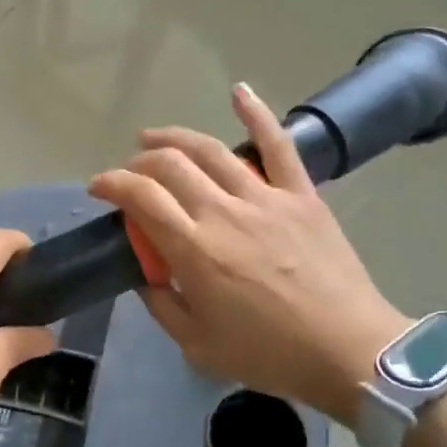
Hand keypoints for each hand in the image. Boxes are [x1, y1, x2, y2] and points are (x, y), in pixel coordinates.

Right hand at [88, 84, 408, 423]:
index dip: (111, 184)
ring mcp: (265, 197)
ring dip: (174, 137)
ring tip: (152, 137)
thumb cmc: (269, 355)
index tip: (97, 188)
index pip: (140, 197)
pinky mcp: (301, 195)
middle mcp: (224, 212)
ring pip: (210, 149)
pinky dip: (257, 113)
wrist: (349, 351)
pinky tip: (238, 92)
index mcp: (194, 249)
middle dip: (138, 162)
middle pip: (169, 165)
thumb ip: (161, 305)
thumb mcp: (197, 344)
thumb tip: (145, 275)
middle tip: (129, 175)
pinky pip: (278, 145)